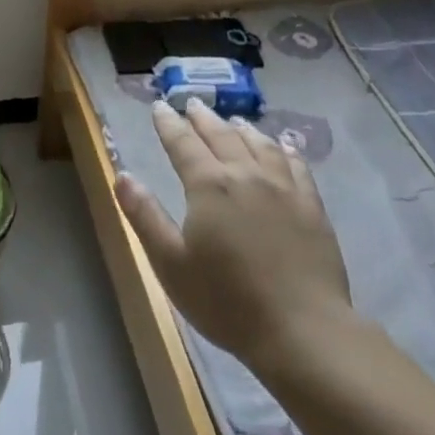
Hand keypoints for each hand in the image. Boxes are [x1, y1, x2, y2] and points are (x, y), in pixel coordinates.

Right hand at [116, 100, 353, 378]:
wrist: (303, 331)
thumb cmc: (228, 301)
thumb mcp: (171, 264)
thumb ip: (145, 216)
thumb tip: (122, 175)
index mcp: (208, 185)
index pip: (182, 143)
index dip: (168, 124)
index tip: (159, 107)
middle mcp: (245, 174)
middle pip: (221, 135)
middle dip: (202, 118)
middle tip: (192, 104)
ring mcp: (284, 188)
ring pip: (259, 144)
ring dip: (242, 129)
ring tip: (233, 121)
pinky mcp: (312, 207)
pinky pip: (297, 166)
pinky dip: (286, 149)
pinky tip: (284, 146)